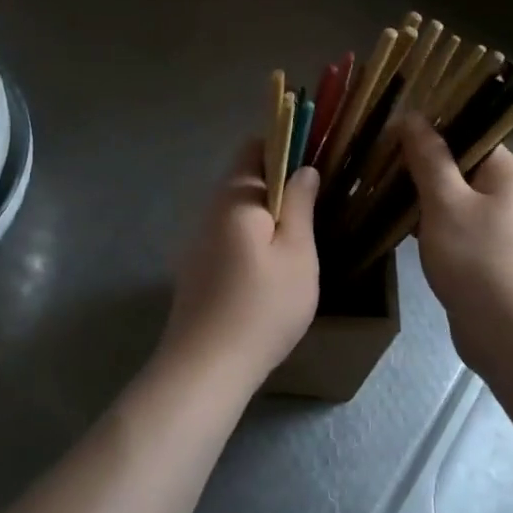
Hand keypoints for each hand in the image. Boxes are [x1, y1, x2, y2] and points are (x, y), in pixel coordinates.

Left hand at [161, 140, 320, 382]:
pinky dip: (253, 238)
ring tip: (300, 241)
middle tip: (315, 208)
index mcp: (234, 197)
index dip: (285, 145)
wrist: (205, 367)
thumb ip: (300, 204)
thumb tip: (303, 168)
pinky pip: (229, 236)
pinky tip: (271, 269)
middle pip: (245, 178)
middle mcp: (210, 210)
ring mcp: (199, 240)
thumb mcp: (297, 253)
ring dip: (267, 215)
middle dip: (279, 184)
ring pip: (238, 211)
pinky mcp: (197, 268)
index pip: (254, 147)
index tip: (315, 162)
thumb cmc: (262, 306)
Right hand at [399, 113, 512, 367]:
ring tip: (383, 193)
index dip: (430, 130)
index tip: (392, 135)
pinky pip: (457, 222)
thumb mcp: (445, 202)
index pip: (469, 132)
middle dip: (421, 165)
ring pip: (455, 195)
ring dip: (423, 195)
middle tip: (381, 165)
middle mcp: (511, 191)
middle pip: (460, 163)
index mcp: (509, 171)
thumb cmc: (476, 259)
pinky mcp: (490, 251)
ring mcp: (502, 224)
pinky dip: (432, 222)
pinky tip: (402, 228)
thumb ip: (428, 157)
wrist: (508, 333)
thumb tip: (412, 116)